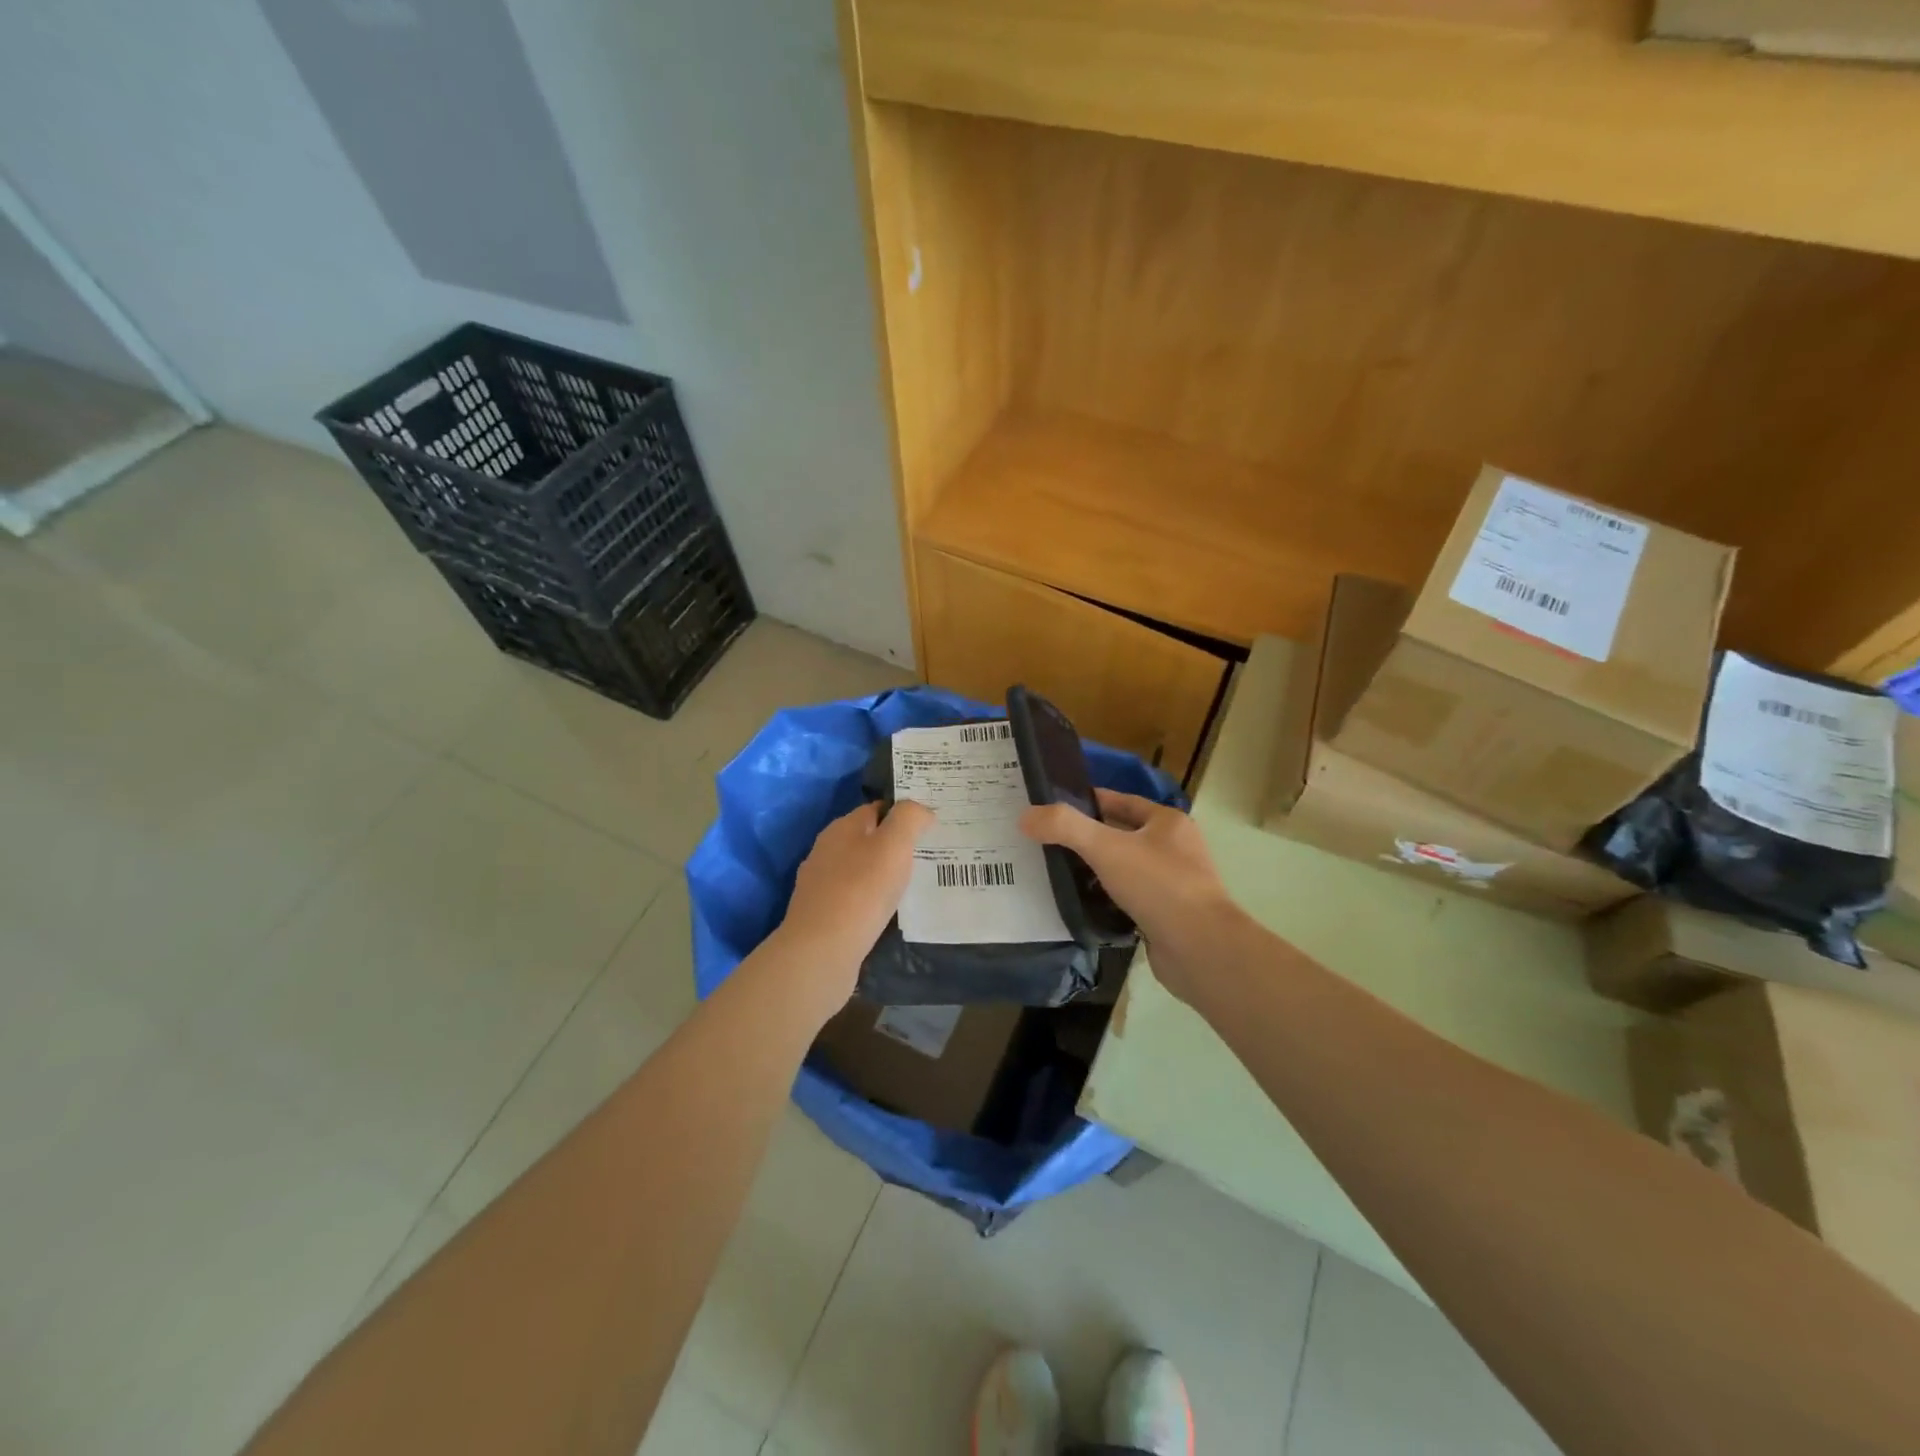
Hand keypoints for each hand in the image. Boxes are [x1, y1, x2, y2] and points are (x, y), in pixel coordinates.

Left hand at [773, 800, 933, 1014]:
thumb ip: (910, 818)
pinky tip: (886, 914)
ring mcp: (819, 885)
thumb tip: (921, 810)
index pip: (876, 809)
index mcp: (842, 828)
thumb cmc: (861, 891)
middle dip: (892, 846)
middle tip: (926, 858)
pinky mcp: (821, 915)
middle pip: (866, 839)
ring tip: (911, 887)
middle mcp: (826, 851)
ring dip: (881, 876)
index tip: (929, 827)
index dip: (902, 814)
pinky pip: (853, 899)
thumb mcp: (894, 845)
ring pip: (859, 870)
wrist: (821, 951)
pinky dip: (870, 902)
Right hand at [1021, 789, 1249, 1006]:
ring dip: (1096, 870)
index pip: (1122, 801)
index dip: (1088, 801)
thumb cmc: (1158, 885)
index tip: (1053, 808)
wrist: (1200, 949)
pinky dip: (1106, 900)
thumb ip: (1065, 828)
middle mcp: (1175, 849)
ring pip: (1125, 869)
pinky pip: (1129, 899)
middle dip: (1088, 838)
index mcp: (1168, 822)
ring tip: (1056, 872)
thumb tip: (1026, 816)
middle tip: (1047, 841)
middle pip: (1122, 835)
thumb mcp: (1106, 848)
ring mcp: (1173, 884)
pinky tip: (1080, 905)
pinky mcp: (1166, 916)